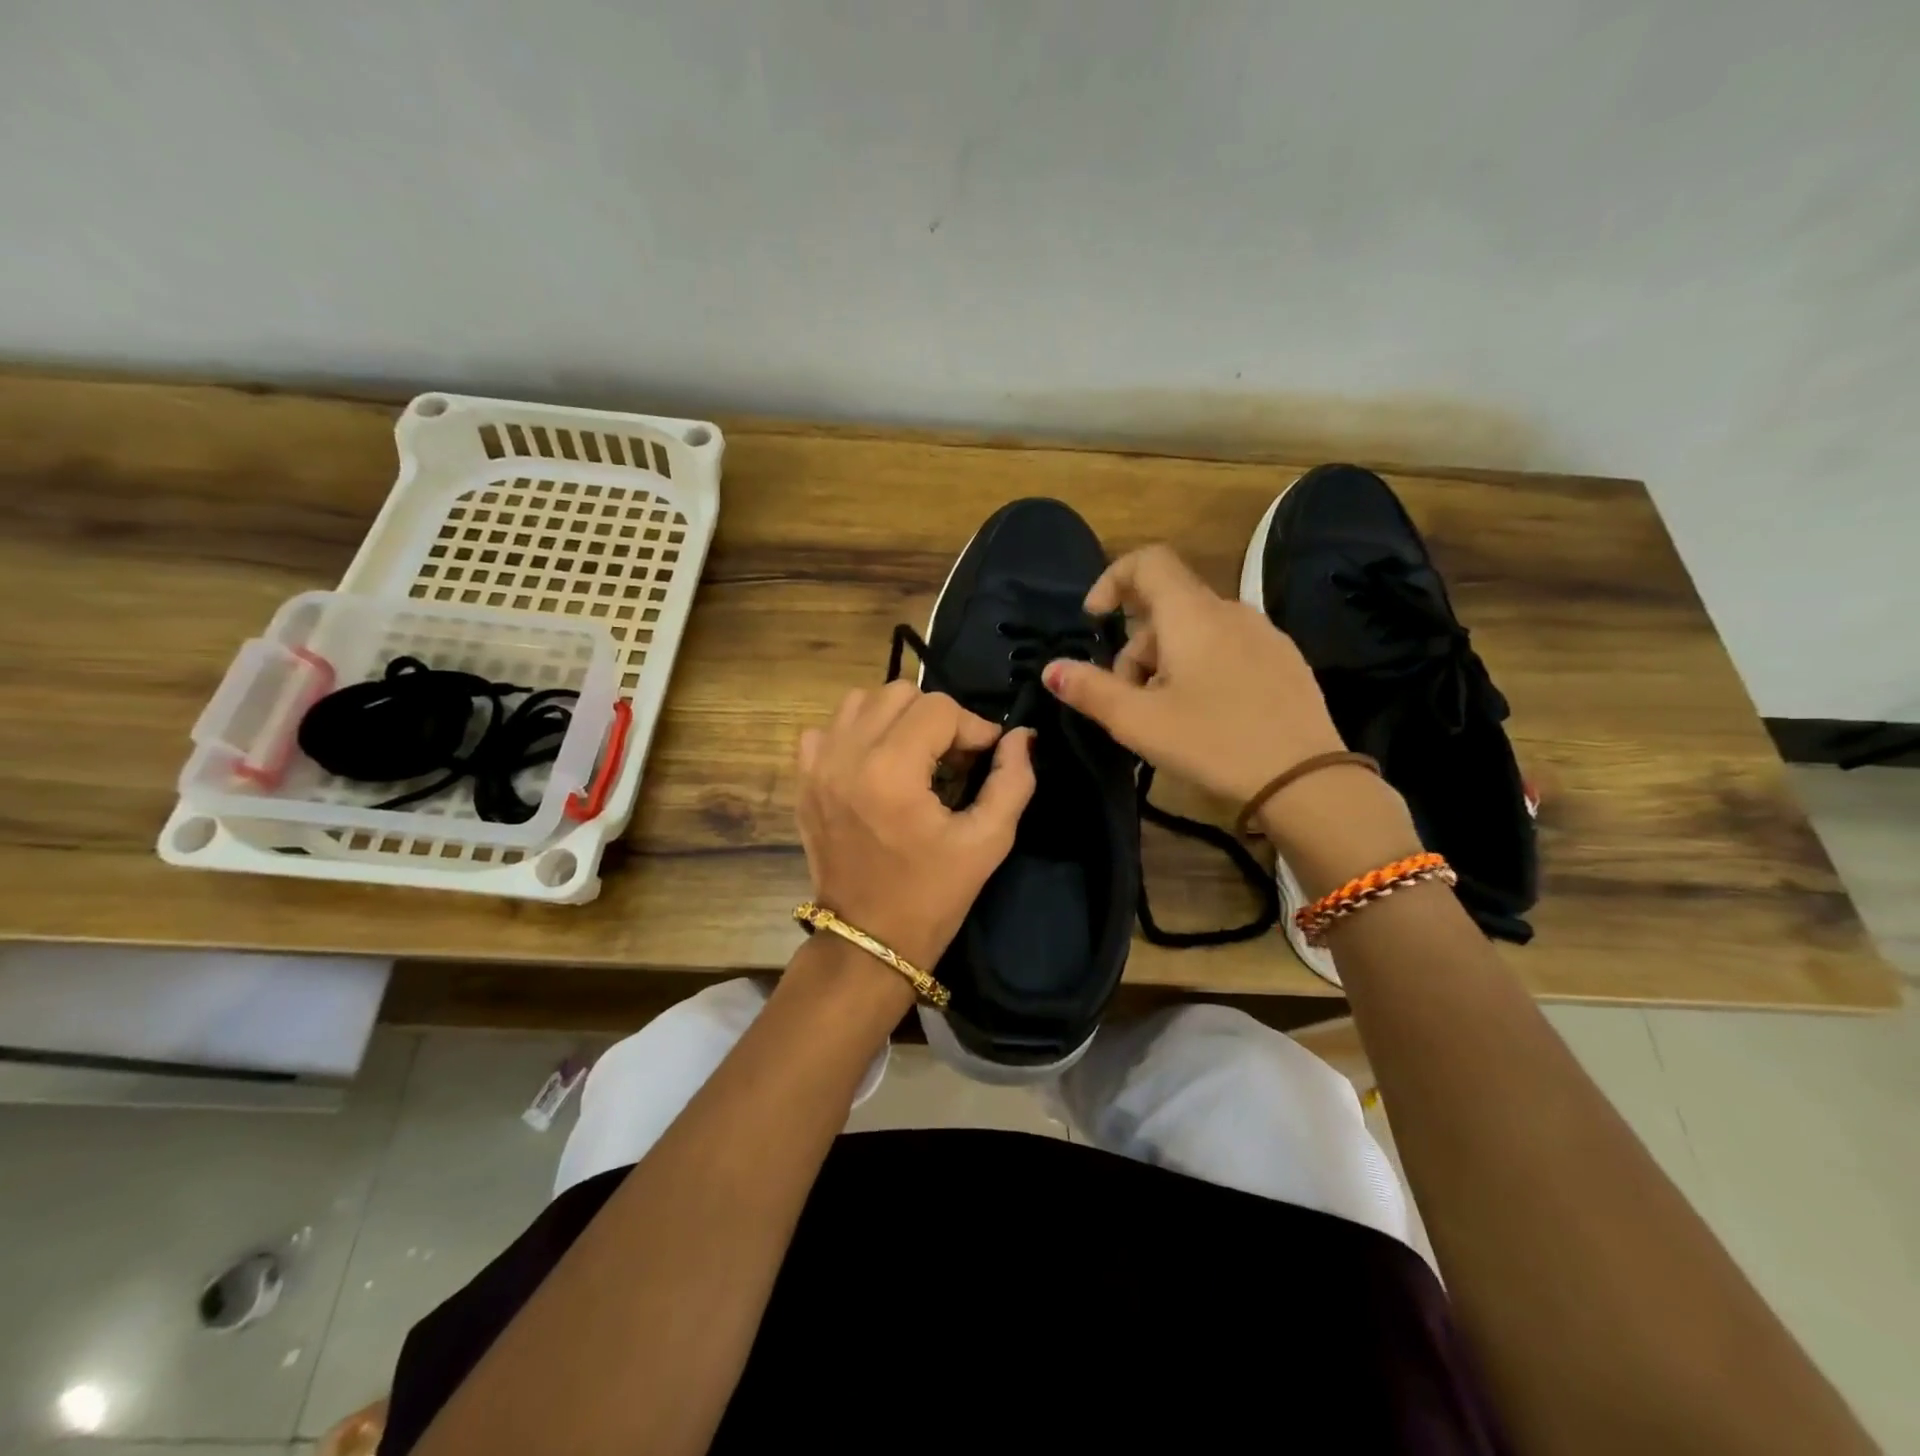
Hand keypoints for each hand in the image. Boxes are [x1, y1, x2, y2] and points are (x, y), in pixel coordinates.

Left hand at [796, 682, 1035, 971]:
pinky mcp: (804, 781)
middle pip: (899, 693)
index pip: (940, 708)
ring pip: (861, 702)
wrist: (868, 941)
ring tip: (915, 755)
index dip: (973, 726)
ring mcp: (817, 767)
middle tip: (953, 757)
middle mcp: (847, 756)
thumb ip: (1012, 780)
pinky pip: (827, 729)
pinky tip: (874, 764)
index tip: (987, 756)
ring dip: (896, 718)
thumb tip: (1021, 736)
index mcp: (891, 771)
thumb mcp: (988, 841)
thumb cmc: (932, 895)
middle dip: (936, 717)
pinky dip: (855, 733)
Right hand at [1041, 544, 1346, 805]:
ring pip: (1196, 631)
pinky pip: (1227, 648)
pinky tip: (1207, 716)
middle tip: (1129, 701)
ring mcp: (1263, 634)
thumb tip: (1052, 668)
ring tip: (1167, 716)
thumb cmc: (1213, 743)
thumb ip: (1090, 690)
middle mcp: (1229, 611)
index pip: (1147, 562)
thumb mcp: (1138, 721)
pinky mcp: (1284, 660)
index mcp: (1192, 614)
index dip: (1112, 580)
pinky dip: (1201, 668)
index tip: (1095, 621)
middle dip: (1135, 648)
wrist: (1307, 779)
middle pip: (1166, 608)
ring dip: (1166, 663)